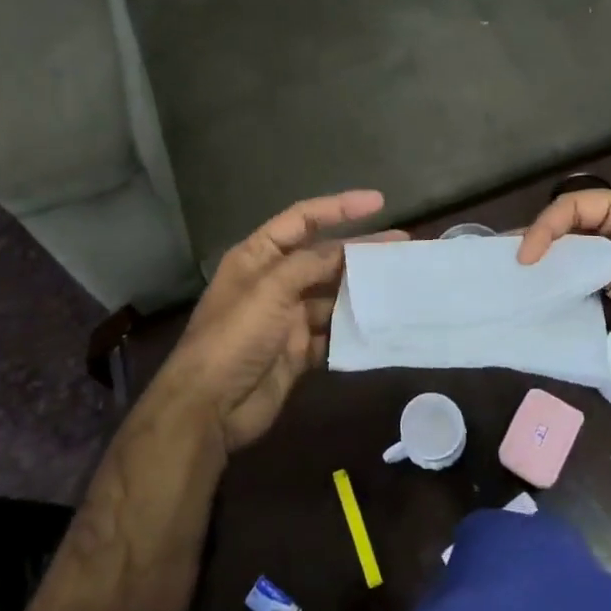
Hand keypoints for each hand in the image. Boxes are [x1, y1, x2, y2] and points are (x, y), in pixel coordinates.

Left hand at [153, 190, 402, 453]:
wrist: (208, 407)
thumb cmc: (234, 336)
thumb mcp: (270, 289)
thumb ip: (310, 265)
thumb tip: (345, 251)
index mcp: (259, 256)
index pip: (302, 219)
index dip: (339, 207)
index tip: (378, 202)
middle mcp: (274, 282)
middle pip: (323, 258)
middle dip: (360, 250)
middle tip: (402, 246)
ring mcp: (286, 318)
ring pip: (332, 296)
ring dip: (361, 292)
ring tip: (399, 286)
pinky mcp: (297, 352)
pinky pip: (332, 335)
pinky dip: (353, 331)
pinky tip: (382, 326)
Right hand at [516, 189, 610, 377]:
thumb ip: (578, 257)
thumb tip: (539, 264)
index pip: (573, 205)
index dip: (545, 226)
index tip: (526, 257)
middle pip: (570, 230)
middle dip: (540, 245)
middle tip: (505, 259)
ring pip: (572, 260)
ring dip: (549, 270)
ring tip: (514, 279)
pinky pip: (580, 286)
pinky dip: (561, 292)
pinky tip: (538, 298)